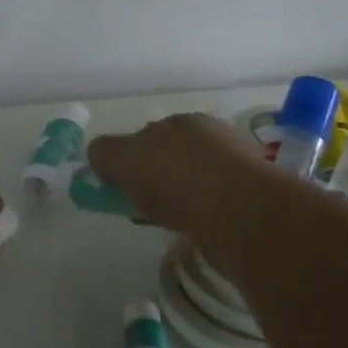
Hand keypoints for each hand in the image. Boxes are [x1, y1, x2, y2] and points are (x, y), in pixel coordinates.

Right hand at [86, 113, 263, 237]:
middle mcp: (211, 136)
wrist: (239, 212)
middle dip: (157, 173)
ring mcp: (235, 165)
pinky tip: (194, 226)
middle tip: (143, 203)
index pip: (146, 134)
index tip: (119, 185)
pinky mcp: (250, 197)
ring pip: (195, 178)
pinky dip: (200, 212)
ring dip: (181, 194)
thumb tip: (97, 154)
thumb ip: (106, 153)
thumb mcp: (125, 160)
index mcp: (181, 121)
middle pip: (172, 153)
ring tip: (169, 219)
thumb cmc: (176, 178)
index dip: (129, 158)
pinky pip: (213, 202)